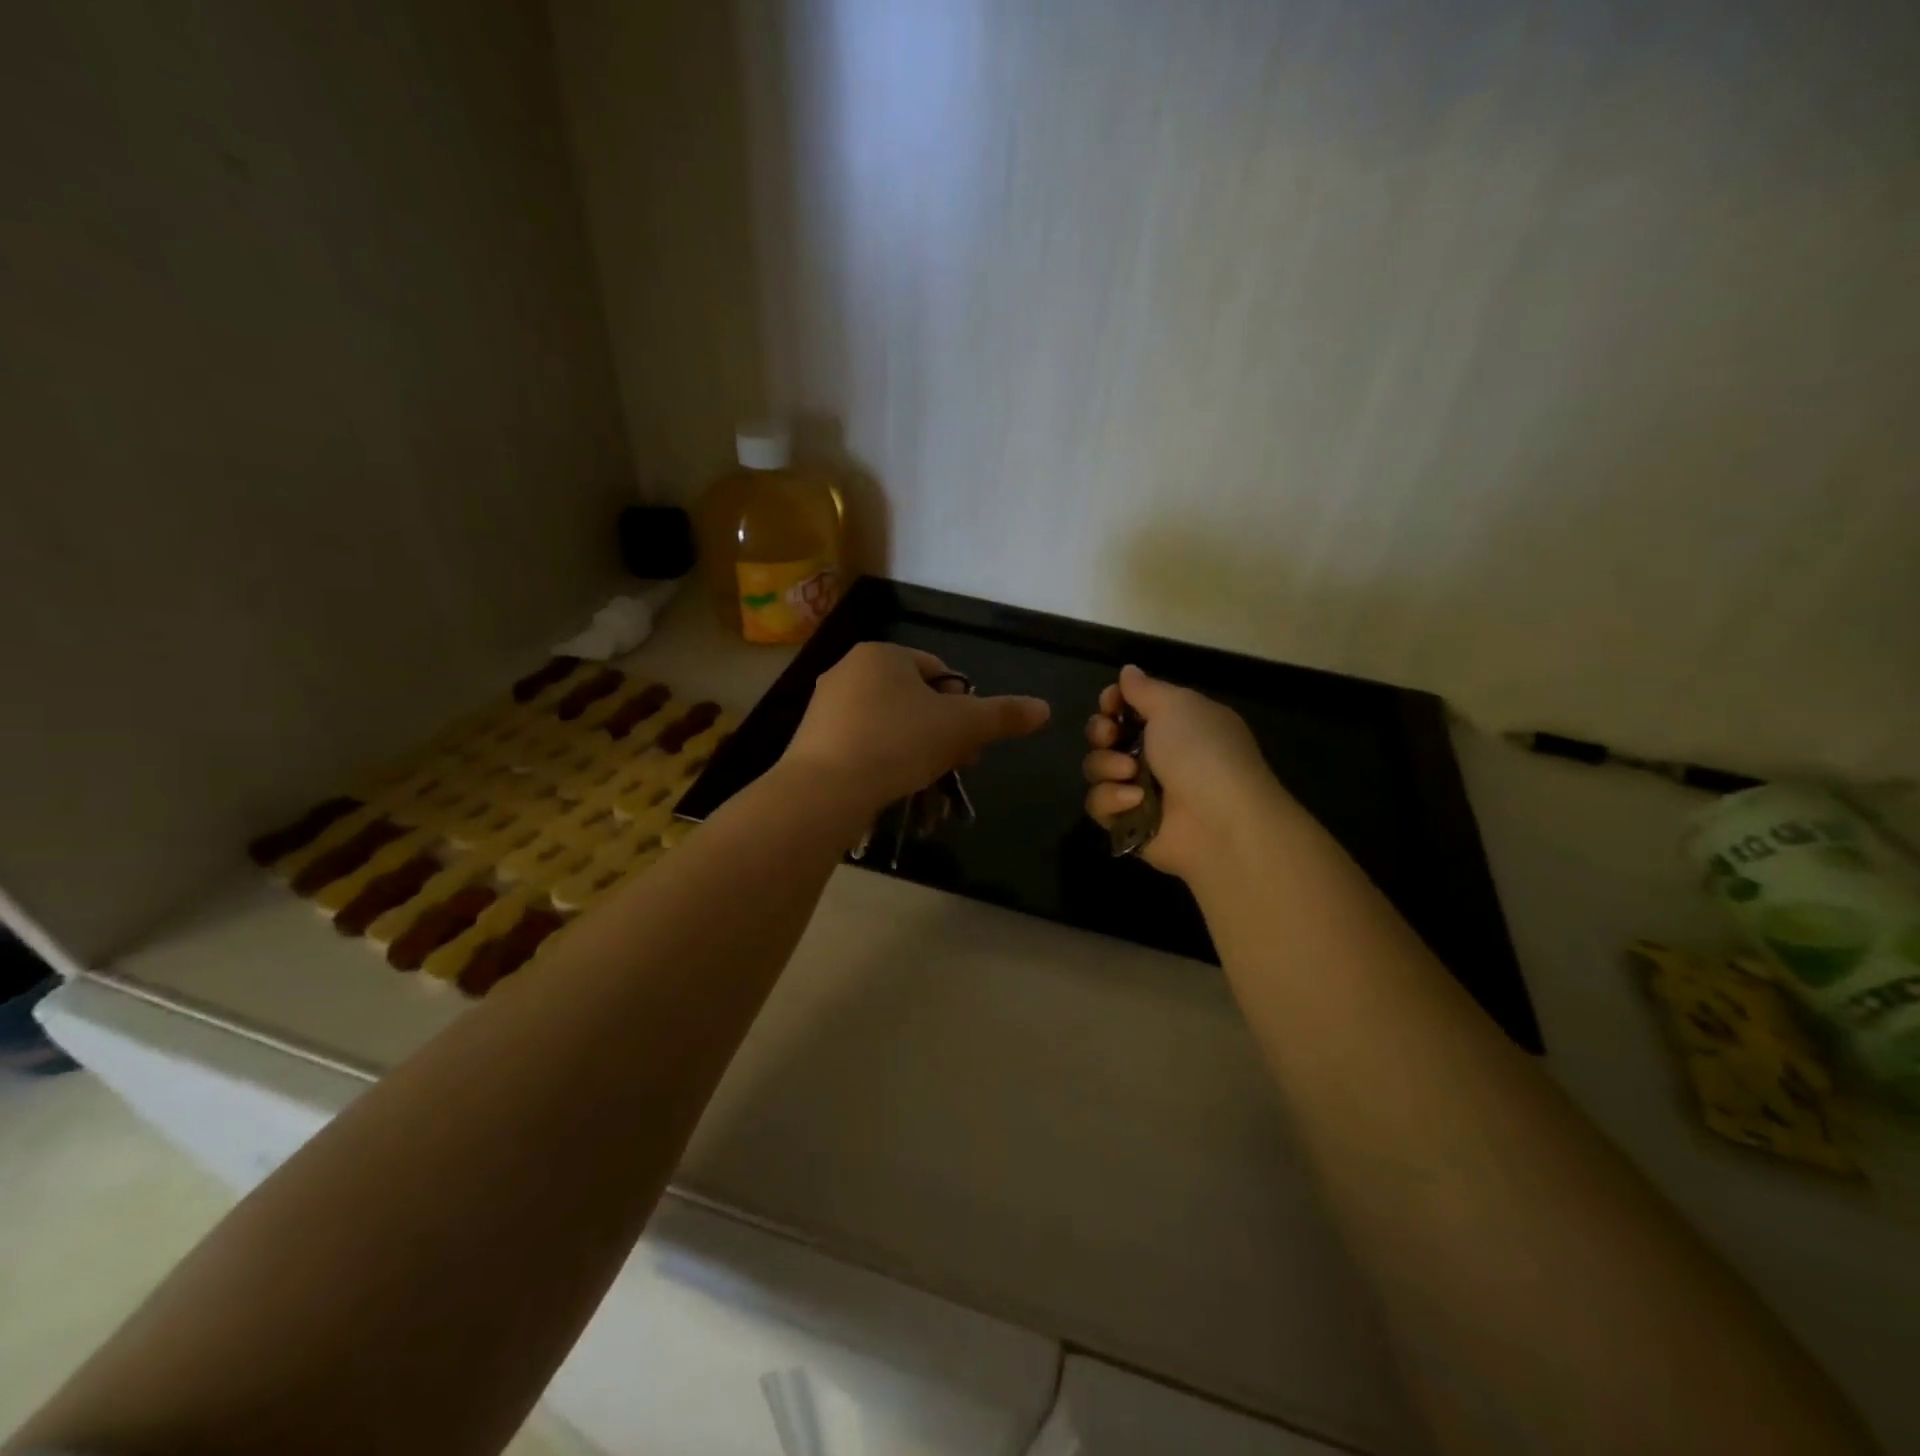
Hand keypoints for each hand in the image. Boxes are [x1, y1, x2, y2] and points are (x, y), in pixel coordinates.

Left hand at [783, 643, 1049, 815]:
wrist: (825, 789)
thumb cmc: (899, 742)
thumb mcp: (962, 727)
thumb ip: (1003, 716)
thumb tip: (1044, 708)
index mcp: (884, 654)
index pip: (940, 672)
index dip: (964, 707)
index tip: (971, 743)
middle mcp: (849, 670)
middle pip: (914, 700)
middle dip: (941, 733)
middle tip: (955, 766)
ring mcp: (826, 705)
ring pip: (888, 724)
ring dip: (915, 750)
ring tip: (927, 782)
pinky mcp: (812, 739)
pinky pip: (861, 744)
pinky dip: (882, 761)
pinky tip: (892, 787)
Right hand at [1083, 665, 1295, 881]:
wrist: (1220, 821)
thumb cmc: (1202, 752)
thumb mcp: (1177, 706)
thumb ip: (1145, 689)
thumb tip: (1128, 670)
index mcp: (1174, 725)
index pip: (1128, 708)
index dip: (1113, 703)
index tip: (1110, 703)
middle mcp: (1155, 756)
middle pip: (1105, 736)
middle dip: (1100, 732)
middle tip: (1110, 735)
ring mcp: (1140, 791)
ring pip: (1097, 769)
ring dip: (1107, 766)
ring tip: (1130, 772)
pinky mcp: (1128, 824)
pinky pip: (1099, 805)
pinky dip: (1112, 800)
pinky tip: (1134, 801)